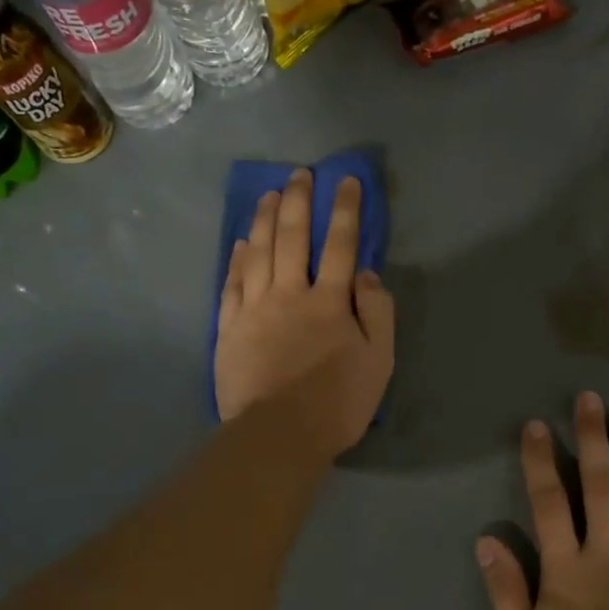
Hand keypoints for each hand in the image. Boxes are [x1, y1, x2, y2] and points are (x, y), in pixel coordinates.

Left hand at [214, 169, 394, 458]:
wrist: (278, 435)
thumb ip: (377, 313)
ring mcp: (255, 308)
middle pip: (293, 238)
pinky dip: (238, 258)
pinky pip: (232, 283)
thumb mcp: (378, 361)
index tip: (347, 182)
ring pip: (259, 252)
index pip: (341, 246)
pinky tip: (241, 241)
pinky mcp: (230, 328)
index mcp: (330, 302)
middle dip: (300, 202)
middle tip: (301, 174)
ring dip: (265, 219)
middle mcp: (290, 294)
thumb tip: (366, 274)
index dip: (346, 211)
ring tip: (270, 194)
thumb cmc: (337, 402)